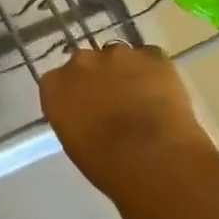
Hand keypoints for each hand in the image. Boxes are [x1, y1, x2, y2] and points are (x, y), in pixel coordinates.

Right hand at [40, 43, 212, 198]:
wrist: (152, 157)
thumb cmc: (106, 165)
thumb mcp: (74, 142)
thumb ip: (74, 117)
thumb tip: (88, 114)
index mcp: (54, 85)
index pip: (59, 81)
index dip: (75, 95)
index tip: (87, 111)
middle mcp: (81, 61)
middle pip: (88, 64)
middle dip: (99, 79)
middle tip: (115, 104)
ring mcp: (117, 54)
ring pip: (120, 58)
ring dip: (127, 74)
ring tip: (144, 101)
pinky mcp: (153, 55)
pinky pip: (151, 58)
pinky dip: (155, 73)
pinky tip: (163, 96)